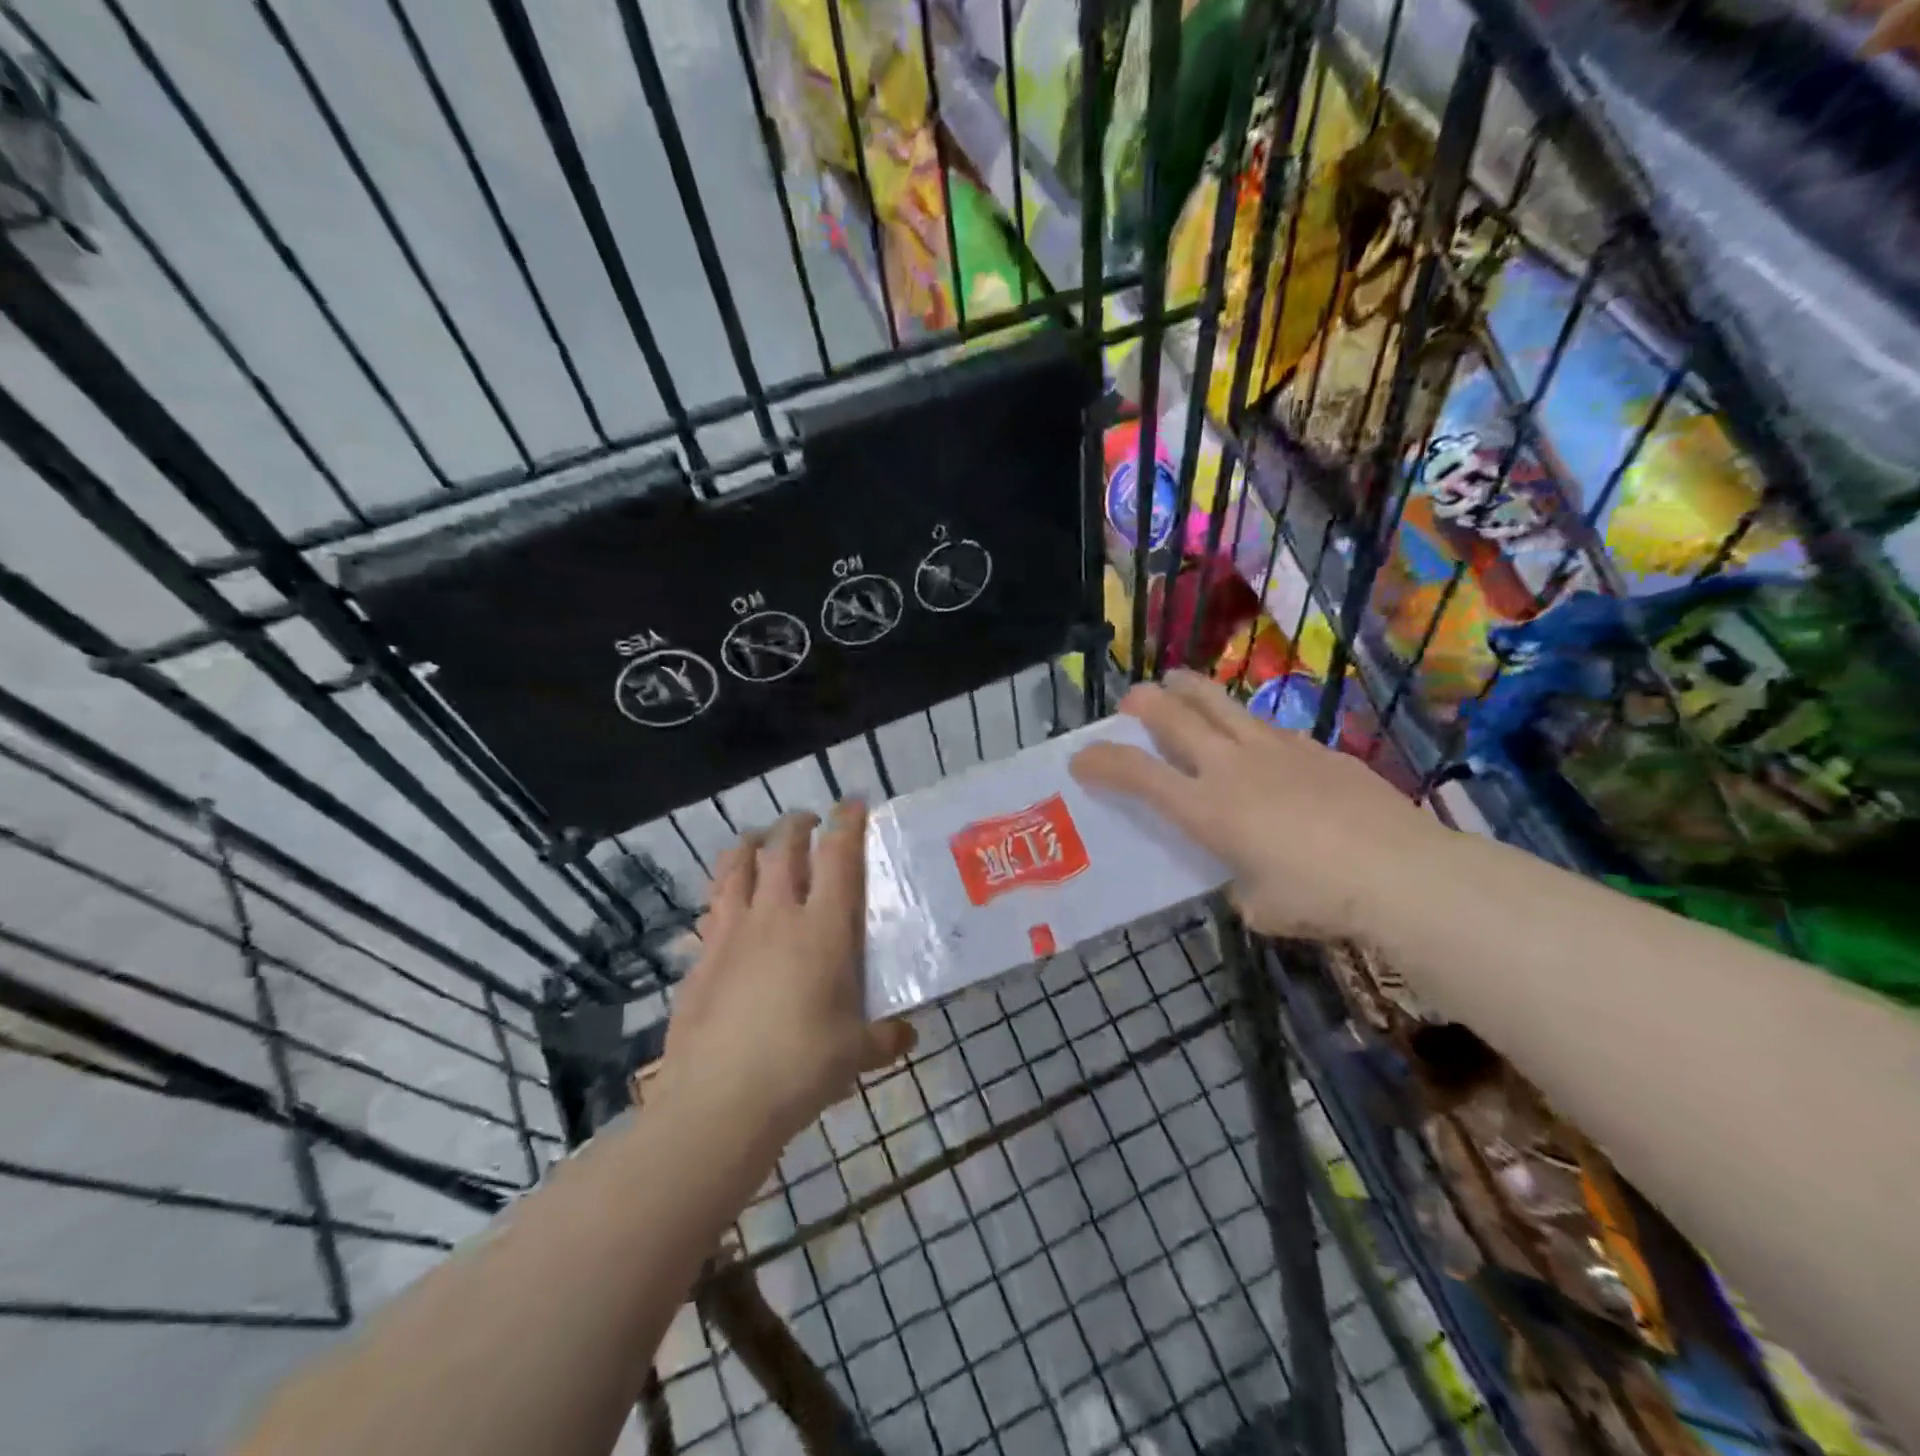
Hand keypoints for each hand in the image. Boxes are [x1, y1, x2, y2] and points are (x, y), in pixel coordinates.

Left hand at [659, 802, 915, 1150]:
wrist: (719, 1101)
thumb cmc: (801, 1067)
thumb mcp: (856, 1054)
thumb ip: (885, 1038)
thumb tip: (906, 1034)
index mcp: (823, 928)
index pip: (839, 856)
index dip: (848, 822)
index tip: (854, 803)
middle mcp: (776, 915)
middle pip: (784, 848)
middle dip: (798, 824)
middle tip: (809, 822)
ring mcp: (732, 932)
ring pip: (738, 866)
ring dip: (751, 844)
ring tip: (759, 840)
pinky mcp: (701, 956)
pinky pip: (711, 907)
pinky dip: (722, 891)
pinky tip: (725, 901)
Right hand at [1069, 670, 1451, 940]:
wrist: (1402, 872)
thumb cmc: (1319, 899)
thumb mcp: (1259, 906)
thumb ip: (1239, 883)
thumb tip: (1245, 873)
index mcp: (1206, 809)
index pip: (1137, 775)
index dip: (1101, 762)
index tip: (1081, 758)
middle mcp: (1231, 767)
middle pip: (1174, 716)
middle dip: (1143, 703)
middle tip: (1131, 701)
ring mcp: (1275, 749)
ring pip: (1220, 702)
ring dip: (1189, 689)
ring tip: (1176, 683)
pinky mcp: (1315, 748)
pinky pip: (1267, 726)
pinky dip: (1245, 725)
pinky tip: (1256, 741)